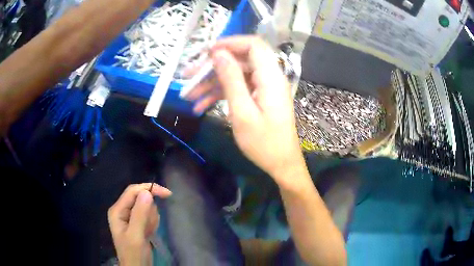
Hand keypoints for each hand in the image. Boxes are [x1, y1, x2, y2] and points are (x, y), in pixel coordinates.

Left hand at [108, 183, 171, 265]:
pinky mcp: (137, 222)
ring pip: (146, 207)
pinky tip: (149, 233)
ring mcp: (129, 216)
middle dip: (149, 211)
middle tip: (150, 227)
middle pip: (140, 198)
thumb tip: (147, 192)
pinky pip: (149, 215)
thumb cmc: (134, 253)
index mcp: (117, 210)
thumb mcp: (136, 235)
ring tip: (148, 232)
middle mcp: (122, 210)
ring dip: (151, 219)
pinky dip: (152, 223)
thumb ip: (140, 214)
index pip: (133, 191)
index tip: (167, 194)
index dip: (149, 189)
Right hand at [185, 36, 304, 183]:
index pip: (253, 45)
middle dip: (212, 67)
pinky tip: (200, 106)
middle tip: (188, 76)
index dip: (230, 43)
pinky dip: (220, 95)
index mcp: (270, 77)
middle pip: (239, 60)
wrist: (281, 164)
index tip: (206, 52)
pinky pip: (238, 88)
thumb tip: (219, 53)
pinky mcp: (258, 97)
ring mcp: (263, 87)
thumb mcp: (243, 112)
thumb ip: (231, 80)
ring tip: (188, 95)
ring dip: (211, 83)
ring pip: (235, 75)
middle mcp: (268, 77)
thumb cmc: (264, 143)